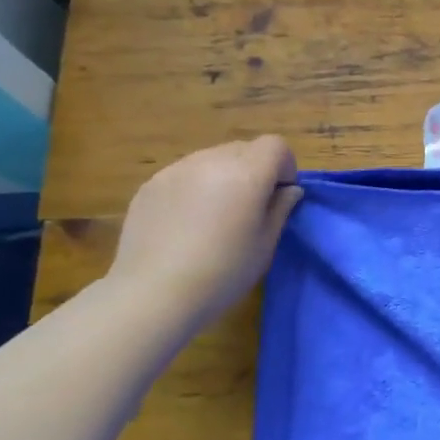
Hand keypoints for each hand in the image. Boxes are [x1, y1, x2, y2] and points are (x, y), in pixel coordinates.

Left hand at [106, 136, 302, 326]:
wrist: (152, 294)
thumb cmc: (222, 273)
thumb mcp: (265, 245)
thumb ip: (280, 209)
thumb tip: (288, 190)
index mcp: (247, 173)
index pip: (275, 145)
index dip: (284, 166)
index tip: (279, 196)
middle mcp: (212, 160)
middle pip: (244, 149)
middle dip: (254, 170)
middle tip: (249, 208)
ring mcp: (177, 169)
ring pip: (212, 158)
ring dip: (223, 176)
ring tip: (213, 215)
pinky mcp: (151, 184)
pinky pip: (184, 174)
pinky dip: (194, 187)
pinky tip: (184, 223)